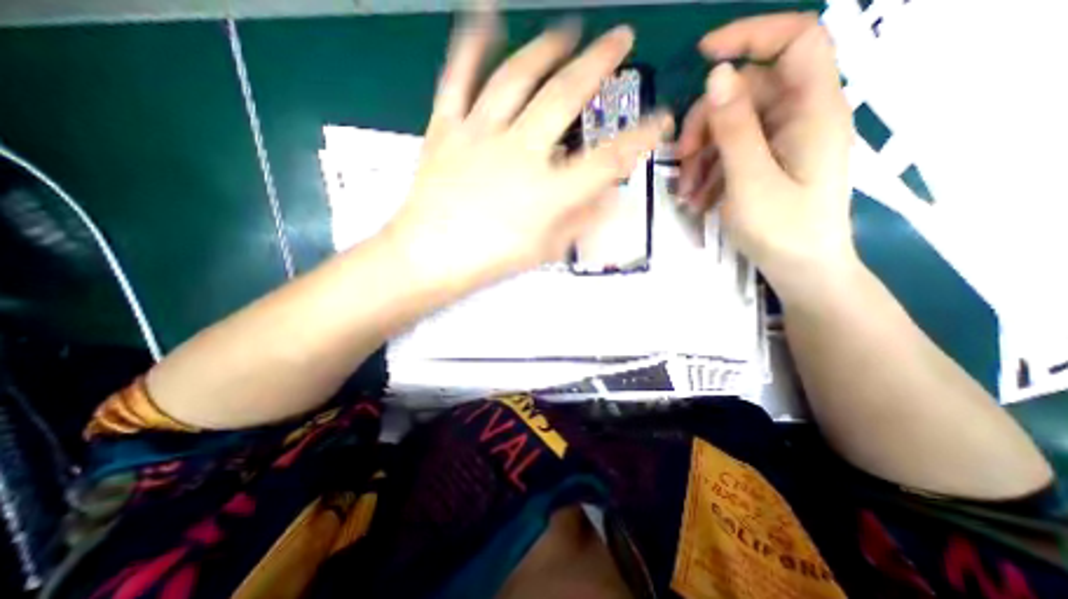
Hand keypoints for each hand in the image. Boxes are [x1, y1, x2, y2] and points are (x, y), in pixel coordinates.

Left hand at [384, 11, 670, 291]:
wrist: (430, 256)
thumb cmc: (490, 259)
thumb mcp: (544, 250)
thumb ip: (580, 220)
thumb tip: (610, 197)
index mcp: (548, 192)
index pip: (607, 160)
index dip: (640, 138)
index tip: (660, 120)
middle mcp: (520, 153)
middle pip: (565, 97)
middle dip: (599, 63)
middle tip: (619, 39)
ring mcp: (480, 134)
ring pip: (517, 77)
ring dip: (548, 48)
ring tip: (567, 31)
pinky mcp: (447, 128)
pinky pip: (459, 79)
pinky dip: (472, 44)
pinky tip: (486, 17)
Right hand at [680, 15, 857, 298]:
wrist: (800, 269)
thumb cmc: (783, 229)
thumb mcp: (751, 180)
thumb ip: (736, 128)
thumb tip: (718, 75)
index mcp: (813, 110)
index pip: (795, 41)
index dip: (751, 35)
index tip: (704, 55)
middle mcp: (799, 117)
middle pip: (746, 94)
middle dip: (705, 125)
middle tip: (680, 160)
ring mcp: (780, 142)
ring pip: (731, 127)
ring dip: (700, 157)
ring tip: (685, 193)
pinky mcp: (765, 163)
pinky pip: (731, 153)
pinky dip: (709, 172)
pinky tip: (696, 199)